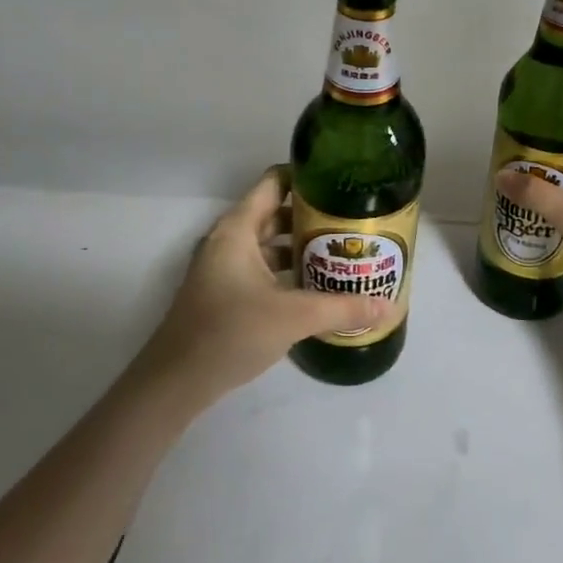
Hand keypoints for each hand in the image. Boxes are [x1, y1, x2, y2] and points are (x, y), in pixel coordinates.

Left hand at [126, 166, 387, 412]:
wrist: (174, 384)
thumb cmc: (229, 333)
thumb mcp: (293, 317)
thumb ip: (342, 308)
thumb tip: (388, 305)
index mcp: (237, 229)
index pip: (275, 182)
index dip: (308, 178)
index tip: (343, 184)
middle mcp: (229, 240)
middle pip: (276, 212)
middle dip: (313, 215)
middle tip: (353, 221)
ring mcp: (224, 267)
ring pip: (270, 243)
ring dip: (302, 245)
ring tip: (342, 252)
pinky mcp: (224, 292)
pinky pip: (262, 267)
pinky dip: (287, 269)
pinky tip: (316, 285)